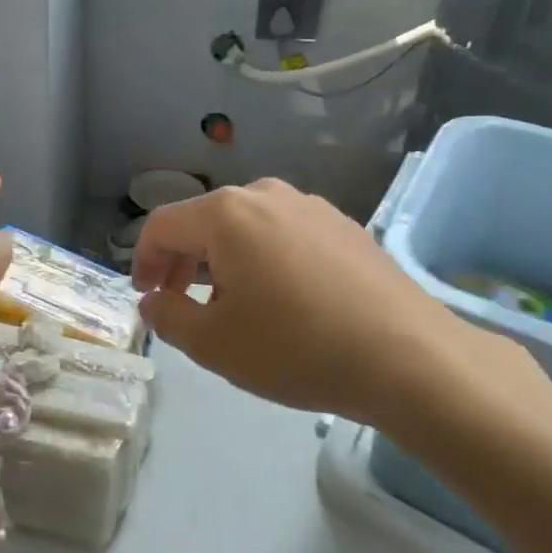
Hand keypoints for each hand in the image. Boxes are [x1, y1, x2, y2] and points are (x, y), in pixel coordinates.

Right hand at [131, 178, 544, 426]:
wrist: (409, 357)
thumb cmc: (296, 347)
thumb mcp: (214, 344)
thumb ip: (168, 315)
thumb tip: (153, 299)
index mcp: (226, 213)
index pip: (162, 225)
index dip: (142, 260)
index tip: (146, 296)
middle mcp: (266, 194)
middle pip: (204, 220)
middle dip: (183, 260)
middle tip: (180, 302)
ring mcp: (310, 206)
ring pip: (246, 226)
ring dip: (224, 259)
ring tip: (231, 303)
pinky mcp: (344, 224)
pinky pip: (284, 233)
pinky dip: (264, 257)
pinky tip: (282, 298)